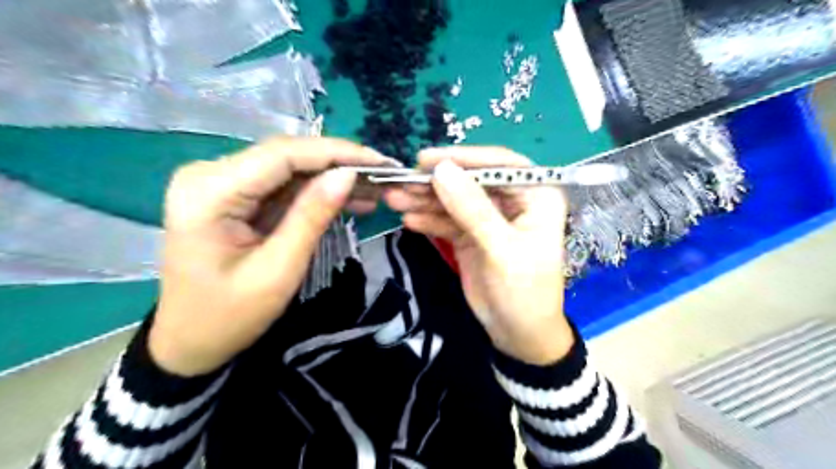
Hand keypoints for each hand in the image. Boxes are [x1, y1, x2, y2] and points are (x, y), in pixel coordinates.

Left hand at [150, 137, 398, 374]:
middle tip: (383, 175)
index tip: (379, 161)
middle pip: (287, 156)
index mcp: (209, 191)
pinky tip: (349, 199)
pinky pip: (284, 186)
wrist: (190, 341)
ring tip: (374, 190)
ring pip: (290, 169)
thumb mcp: (279, 269)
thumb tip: (348, 175)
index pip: (283, 154)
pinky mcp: (235, 196)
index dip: (336, 152)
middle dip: (339, 163)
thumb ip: (312, 216)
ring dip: (332, 178)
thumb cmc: (229, 315)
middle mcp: (210, 174)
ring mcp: (221, 184)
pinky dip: (317, 192)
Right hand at [385, 147, 576, 366]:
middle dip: (437, 182)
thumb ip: (472, 209)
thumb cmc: (524, 291)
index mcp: (536, 196)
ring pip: (455, 200)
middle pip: (472, 181)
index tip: (427, 159)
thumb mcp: (502, 249)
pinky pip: (448, 221)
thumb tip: (442, 170)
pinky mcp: (471, 235)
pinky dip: (428, 220)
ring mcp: (489, 218)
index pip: (501, 165)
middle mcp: (513, 201)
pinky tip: (408, 220)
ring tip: (394, 198)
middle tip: (401, 180)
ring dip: (425, 199)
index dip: (465, 158)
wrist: (518, 334)